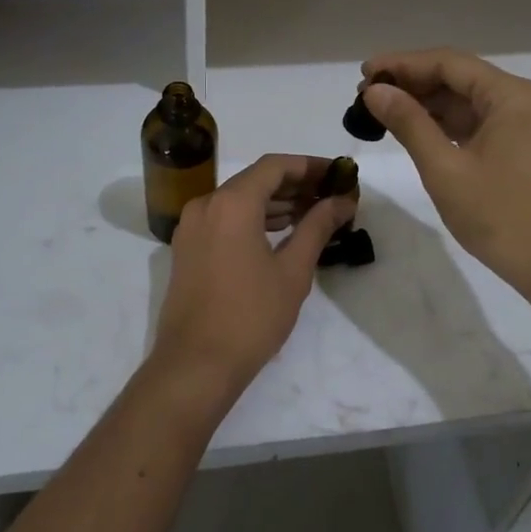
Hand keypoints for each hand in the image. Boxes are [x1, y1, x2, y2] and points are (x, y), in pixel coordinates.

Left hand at [150, 154, 355, 401]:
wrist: (195, 365)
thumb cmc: (251, 316)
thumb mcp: (293, 271)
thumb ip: (317, 227)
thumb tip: (342, 201)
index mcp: (232, 203)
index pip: (275, 166)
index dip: (310, 166)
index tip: (339, 174)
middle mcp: (206, 204)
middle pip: (256, 179)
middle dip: (296, 184)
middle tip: (332, 195)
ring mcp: (192, 226)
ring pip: (239, 199)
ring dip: (275, 202)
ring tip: (313, 213)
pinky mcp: (187, 248)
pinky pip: (224, 218)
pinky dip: (253, 218)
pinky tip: (281, 231)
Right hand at [360, 50, 530, 304]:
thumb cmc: (501, 217)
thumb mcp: (445, 169)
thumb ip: (409, 123)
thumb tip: (374, 91)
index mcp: (511, 96)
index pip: (449, 63)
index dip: (402, 64)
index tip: (364, 73)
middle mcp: (522, 101)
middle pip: (459, 78)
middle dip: (412, 83)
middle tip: (366, 95)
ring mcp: (525, 125)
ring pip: (466, 102)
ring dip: (426, 104)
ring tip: (382, 111)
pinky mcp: (522, 148)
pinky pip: (477, 123)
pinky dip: (444, 125)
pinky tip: (414, 130)